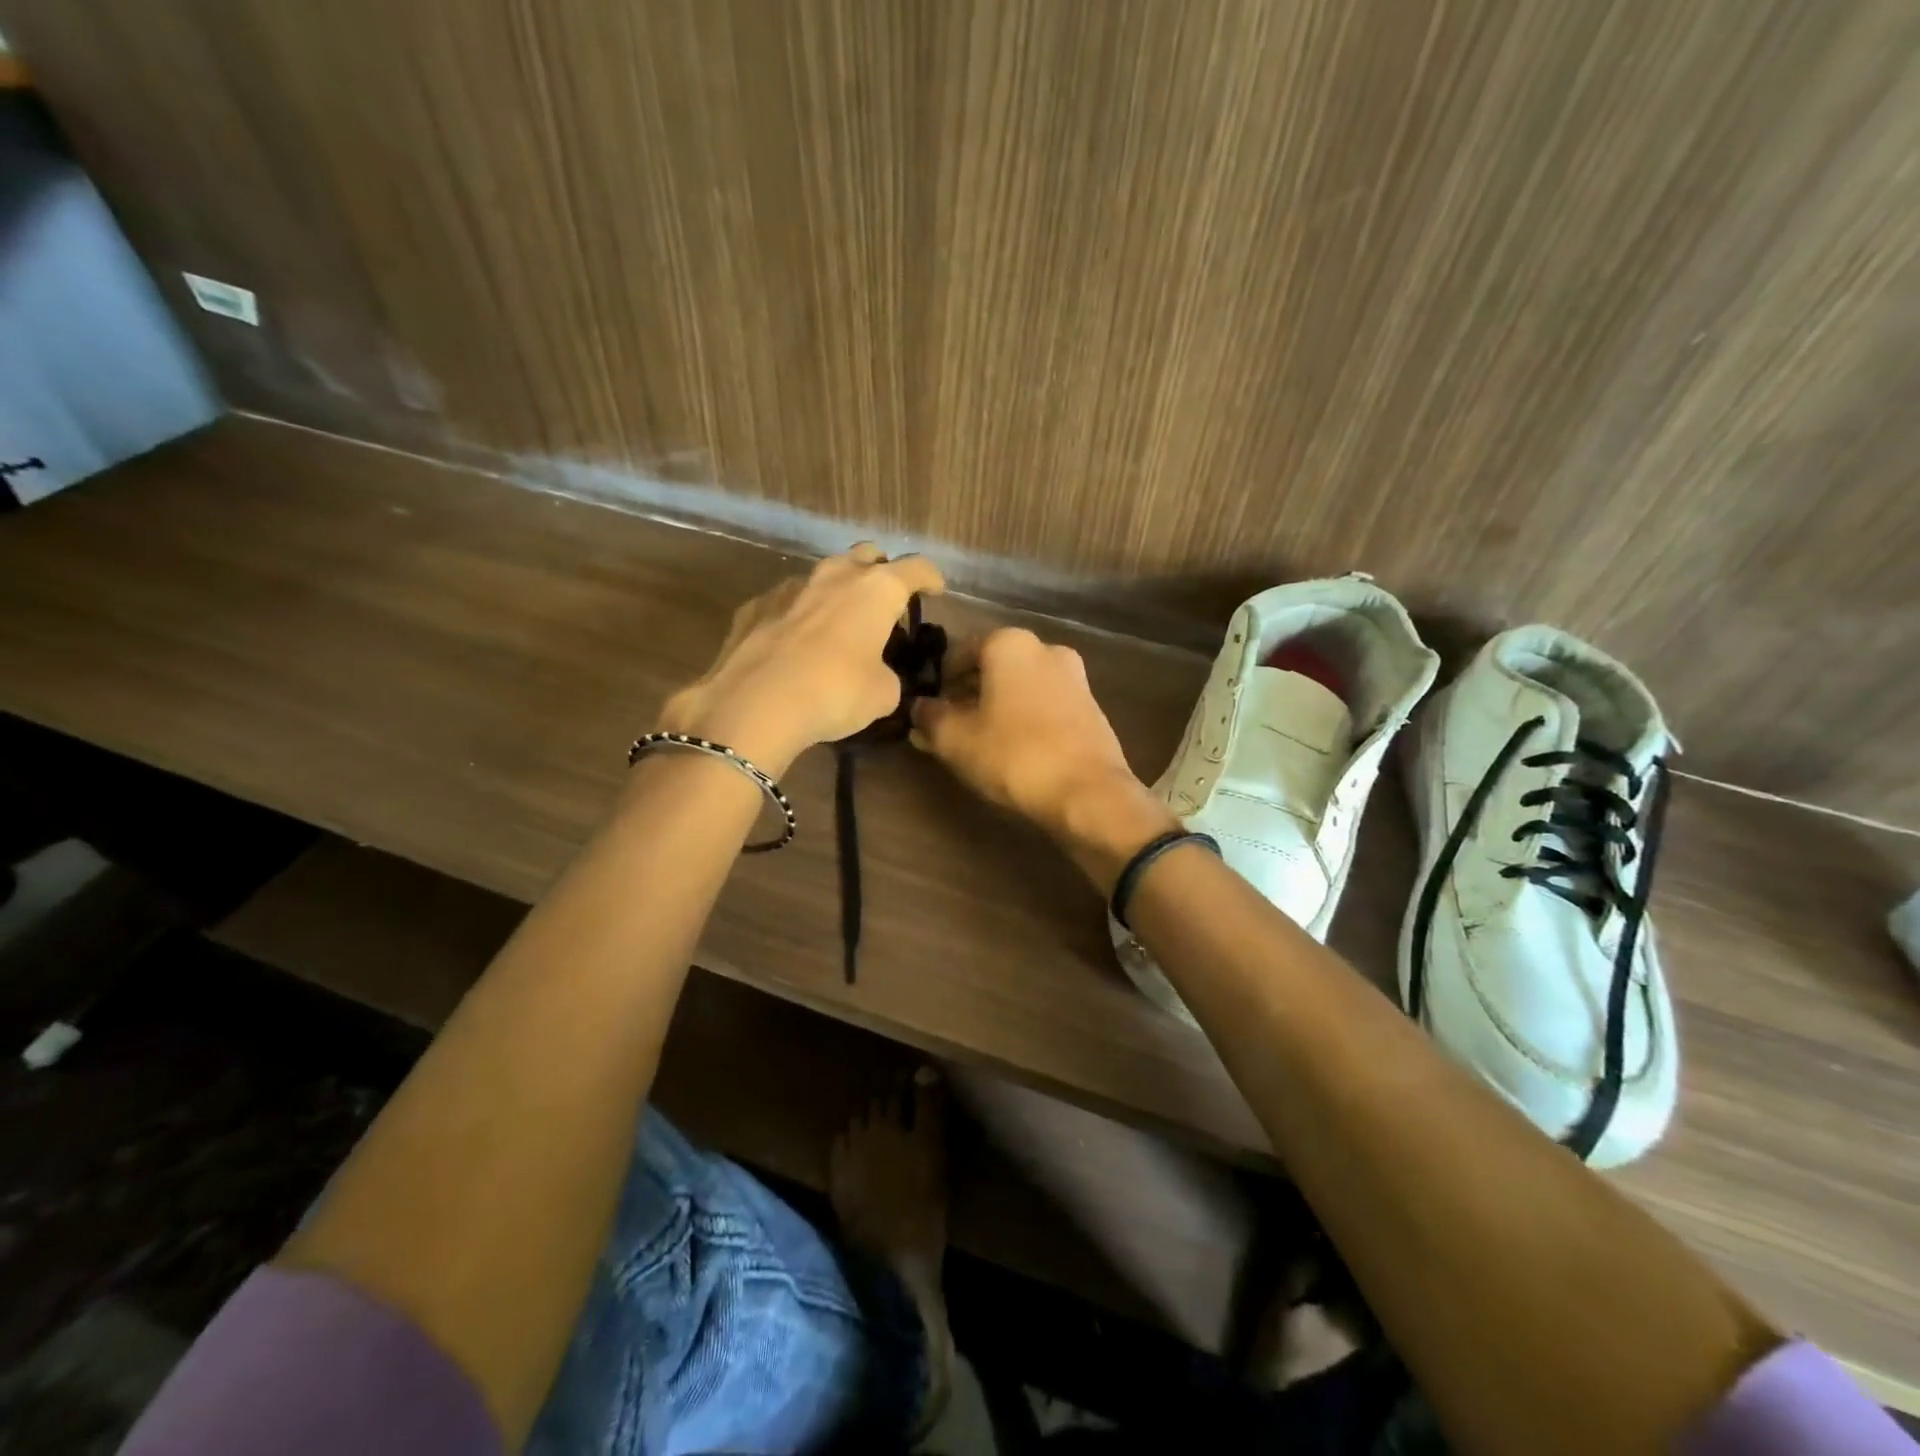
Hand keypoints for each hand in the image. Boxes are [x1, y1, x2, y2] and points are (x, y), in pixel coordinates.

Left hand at [658, 544, 944, 774]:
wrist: (754, 705)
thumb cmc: (834, 693)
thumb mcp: (883, 694)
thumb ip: (888, 674)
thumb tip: (877, 674)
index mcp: (876, 590)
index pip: (916, 568)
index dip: (930, 578)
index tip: (935, 591)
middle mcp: (835, 576)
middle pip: (867, 555)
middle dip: (881, 572)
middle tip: (885, 603)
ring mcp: (790, 587)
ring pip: (824, 576)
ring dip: (837, 593)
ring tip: (839, 625)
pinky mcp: (755, 606)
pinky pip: (788, 602)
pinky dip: (800, 615)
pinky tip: (796, 643)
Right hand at [911, 628, 1175, 877]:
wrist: (1089, 793)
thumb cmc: (1014, 755)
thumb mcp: (955, 739)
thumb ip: (929, 717)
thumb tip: (919, 708)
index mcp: (1009, 643)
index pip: (958, 651)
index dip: (938, 682)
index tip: (929, 712)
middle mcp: (1045, 648)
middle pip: (991, 667)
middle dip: (967, 694)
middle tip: (949, 729)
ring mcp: (1073, 677)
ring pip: (1018, 686)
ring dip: (994, 707)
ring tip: (978, 743)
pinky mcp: (1090, 706)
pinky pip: (1043, 704)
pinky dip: (1023, 718)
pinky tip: (1013, 750)